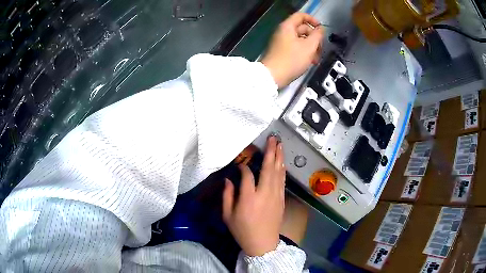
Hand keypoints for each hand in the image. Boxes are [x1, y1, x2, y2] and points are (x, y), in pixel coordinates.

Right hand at [223, 137, 285, 256]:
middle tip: (273, 139)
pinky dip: (282, 170)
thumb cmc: (243, 230)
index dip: (243, 166)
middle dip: (271, 152)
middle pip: (269, 168)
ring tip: (279, 145)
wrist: (263, 244)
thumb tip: (228, 180)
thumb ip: (227, 196)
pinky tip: (282, 163)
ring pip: (278, 173)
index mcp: (249, 198)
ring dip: (279, 158)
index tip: (240, 164)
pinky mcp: (281, 200)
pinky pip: (282, 181)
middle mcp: (264, 193)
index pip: (247, 175)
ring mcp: (275, 196)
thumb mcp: (228, 216)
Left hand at [261, 12, 324, 88]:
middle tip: (320, 49)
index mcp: (288, 27)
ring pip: (301, 40)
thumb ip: (317, 35)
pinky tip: (310, 62)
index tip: (321, 29)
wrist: (273, 76)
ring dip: (311, 47)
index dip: (313, 20)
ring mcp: (282, 42)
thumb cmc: (292, 59)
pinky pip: (296, 47)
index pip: (301, 16)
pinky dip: (304, 52)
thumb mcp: (309, 46)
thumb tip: (321, 29)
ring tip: (316, 59)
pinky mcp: (282, 52)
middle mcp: (283, 32)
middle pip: (303, 29)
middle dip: (314, 38)